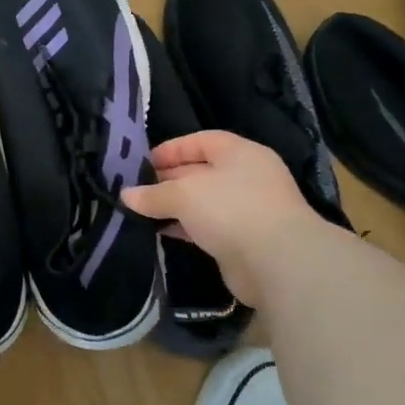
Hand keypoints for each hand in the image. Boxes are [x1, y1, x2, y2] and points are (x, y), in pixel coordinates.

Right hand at [122, 130, 325, 294]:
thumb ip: (154, 194)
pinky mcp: (244, 240)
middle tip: (138, 188)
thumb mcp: (184, 195)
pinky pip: (208, 227)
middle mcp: (247, 177)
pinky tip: (162, 231)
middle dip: (169, 179)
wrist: (278, 263)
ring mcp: (249, 209)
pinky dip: (186, 227)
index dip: (172, 149)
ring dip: (176, 206)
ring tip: (143, 210)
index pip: (202, 141)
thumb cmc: (231, 210)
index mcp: (241, 153)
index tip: (144, 162)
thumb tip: (126, 195)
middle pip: (202, 171)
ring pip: (204, 201)